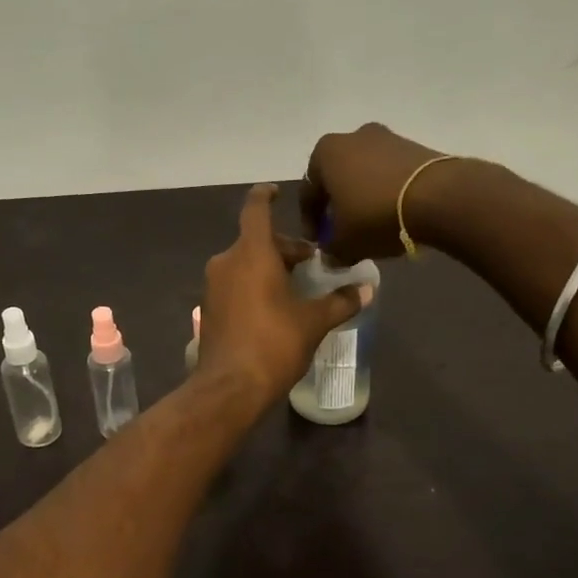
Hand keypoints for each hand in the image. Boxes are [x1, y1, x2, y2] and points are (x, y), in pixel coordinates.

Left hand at [197, 184, 372, 407]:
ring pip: (245, 262)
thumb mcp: (314, 322)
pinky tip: (275, 308)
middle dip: (284, 248)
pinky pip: (235, 283)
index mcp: (251, 253)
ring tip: (297, 288)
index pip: (256, 209)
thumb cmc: (274, 344)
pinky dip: (254, 284)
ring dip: (269, 267)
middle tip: (311, 263)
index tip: (276, 190)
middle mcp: (227, 261)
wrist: (230, 387)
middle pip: (256, 240)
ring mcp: (213, 285)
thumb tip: (367, 289)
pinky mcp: (209, 307)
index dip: (266, 195)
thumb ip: (341, 301)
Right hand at [301, 122, 455, 264]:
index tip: (319, 243)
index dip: (311, 222)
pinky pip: (390, 173)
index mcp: (325, 153)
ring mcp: (387, 137)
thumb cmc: (376, 215)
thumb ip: (332, 251)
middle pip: (337, 178)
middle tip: (344, 232)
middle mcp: (352, 137)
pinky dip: (387, 192)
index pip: (309, 193)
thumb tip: (331, 256)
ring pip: (365, 174)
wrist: (439, 196)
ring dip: (363, 198)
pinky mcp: (415, 146)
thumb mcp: (346, 243)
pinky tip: (395, 214)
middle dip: (338, 206)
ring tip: (372, 225)